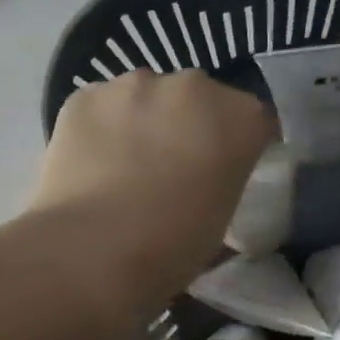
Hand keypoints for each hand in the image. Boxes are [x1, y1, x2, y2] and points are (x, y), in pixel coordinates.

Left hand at [29, 68, 272, 321]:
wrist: (92, 253)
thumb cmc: (171, 249)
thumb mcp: (220, 224)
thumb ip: (222, 187)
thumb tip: (207, 187)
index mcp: (239, 119)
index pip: (254, 121)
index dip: (241, 145)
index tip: (227, 171)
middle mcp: (192, 87)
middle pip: (199, 99)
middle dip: (191, 126)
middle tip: (175, 169)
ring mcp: (133, 85)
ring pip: (147, 97)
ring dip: (145, 122)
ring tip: (127, 167)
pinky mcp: (84, 96)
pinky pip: (102, 107)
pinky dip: (102, 128)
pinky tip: (93, 165)